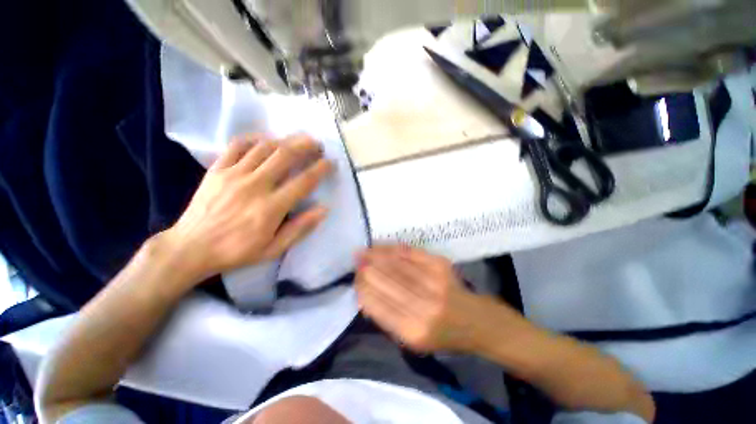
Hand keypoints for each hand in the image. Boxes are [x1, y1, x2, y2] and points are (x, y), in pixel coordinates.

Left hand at [164, 133, 332, 280]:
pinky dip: (254, 138)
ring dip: (285, 140)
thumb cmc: (237, 251)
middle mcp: (255, 186)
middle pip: (285, 156)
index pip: (304, 181)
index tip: (330, 163)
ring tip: (298, 139)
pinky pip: (237, 145)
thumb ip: (300, 228)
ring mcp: (234, 175)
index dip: (321, 169)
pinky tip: (265, 139)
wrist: (190, 248)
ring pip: (264, 147)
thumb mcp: (274, 249)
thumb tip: (323, 209)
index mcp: (271, 208)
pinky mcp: (217, 170)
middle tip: (317, 144)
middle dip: (306, 146)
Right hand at [356, 246, 483, 352]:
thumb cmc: (441, 335)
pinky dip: (392, 249)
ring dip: (376, 255)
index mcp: (413, 332)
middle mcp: (424, 307)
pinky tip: (382, 247)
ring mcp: (434, 283)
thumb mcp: (411, 340)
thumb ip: (386, 320)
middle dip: (367, 269)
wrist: (474, 320)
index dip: (363, 288)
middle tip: (356, 260)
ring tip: (363, 251)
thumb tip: (363, 295)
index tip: (355, 278)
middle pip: (386, 281)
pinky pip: (410, 253)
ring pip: (396, 264)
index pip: (378, 304)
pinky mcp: (440, 265)